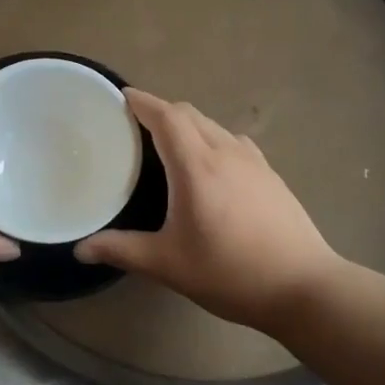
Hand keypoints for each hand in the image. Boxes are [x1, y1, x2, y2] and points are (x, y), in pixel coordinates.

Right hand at [75, 89, 342, 332]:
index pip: (167, 116)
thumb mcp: (168, 264)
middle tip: (136, 124)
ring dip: (188, 124)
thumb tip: (81, 249)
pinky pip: (233, 141)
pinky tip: (210, 166)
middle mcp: (226, 153)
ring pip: (214, 126)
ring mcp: (254, 162)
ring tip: (169, 143)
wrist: (304, 287)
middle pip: (190, 114)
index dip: (143, 102)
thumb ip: (121, 250)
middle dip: (162, 110)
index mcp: (196, 166)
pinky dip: (212, 139)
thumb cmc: (230, 272)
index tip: (123, 96)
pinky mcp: (271, 176)